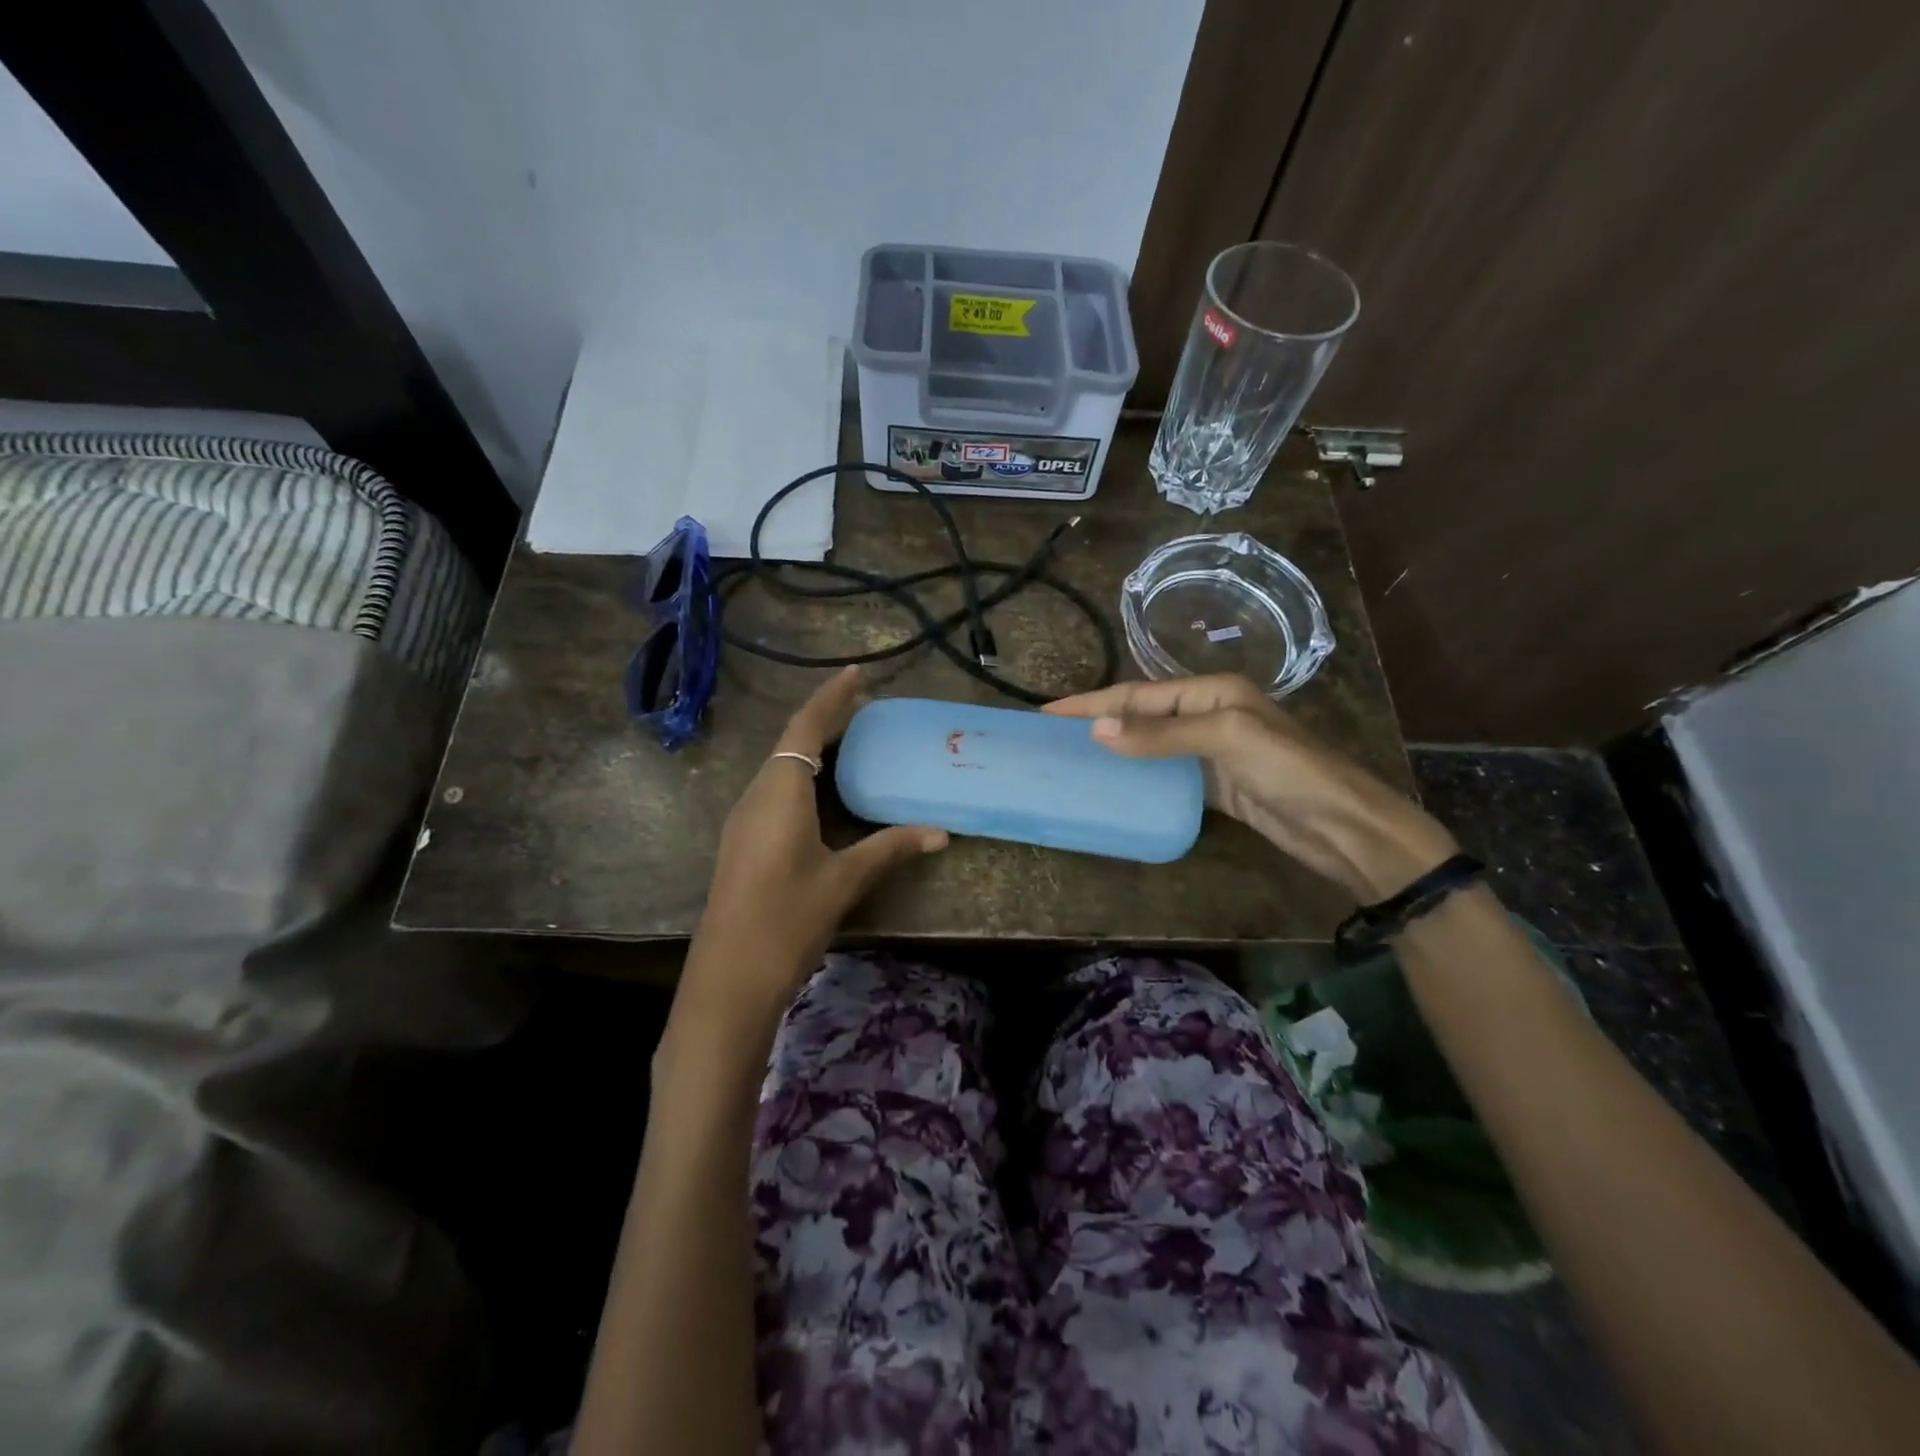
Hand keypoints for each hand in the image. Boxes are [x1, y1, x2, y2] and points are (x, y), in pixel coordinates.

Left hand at [680, 668, 946, 1030]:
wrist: (728, 980)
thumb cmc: (787, 919)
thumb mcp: (843, 881)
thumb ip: (889, 849)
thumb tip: (939, 832)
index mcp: (779, 792)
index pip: (807, 728)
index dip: (831, 698)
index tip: (856, 673)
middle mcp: (756, 795)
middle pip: (791, 743)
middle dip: (825, 720)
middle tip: (864, 708)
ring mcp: (744, 820)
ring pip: (781, 769)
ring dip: (813, 750)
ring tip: (851, 744)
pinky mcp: (743, 842)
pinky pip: (776, 792)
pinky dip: (804, 778)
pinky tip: (825, 796)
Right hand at [1044, 675, 1456, 901]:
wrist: (1342, 826)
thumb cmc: (1289, 770)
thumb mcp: (1226, 739)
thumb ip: (1161, 734)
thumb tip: (1097, 730)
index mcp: (1211, 691)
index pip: (1138, 694)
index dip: (1092, 702)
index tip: (1047, 713)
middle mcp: (1208, 714)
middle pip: (1140, 716)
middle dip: (1098, 722)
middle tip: (1051, 738)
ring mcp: (1211, 753)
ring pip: (1150, 747)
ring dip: (1114, 750)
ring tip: (1072, 761)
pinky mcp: (1214, 787)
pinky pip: (1165, 776)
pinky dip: (1137, 778)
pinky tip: (1113, 787)